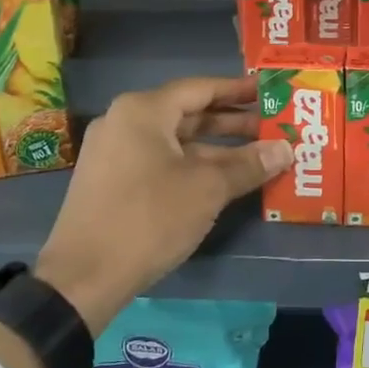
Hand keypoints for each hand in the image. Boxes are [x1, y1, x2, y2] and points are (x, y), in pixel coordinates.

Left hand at [34, 76, 291, 334]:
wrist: (82, 278)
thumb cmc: (149, 219)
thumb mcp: (207, 189)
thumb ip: (248, 164)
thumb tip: (286, 149)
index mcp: (143, 111)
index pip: (201, 88)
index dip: (238, 90)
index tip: (269, 93)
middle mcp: (124, 122)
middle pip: (188, 113)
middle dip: (232, 122)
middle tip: (272, 127)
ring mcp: (114, 152)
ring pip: (175, 141)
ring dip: (215, 148)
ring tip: (257, 156)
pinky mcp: (111, 181)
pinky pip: (160, 160)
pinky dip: (192, 165)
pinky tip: (222, 180)